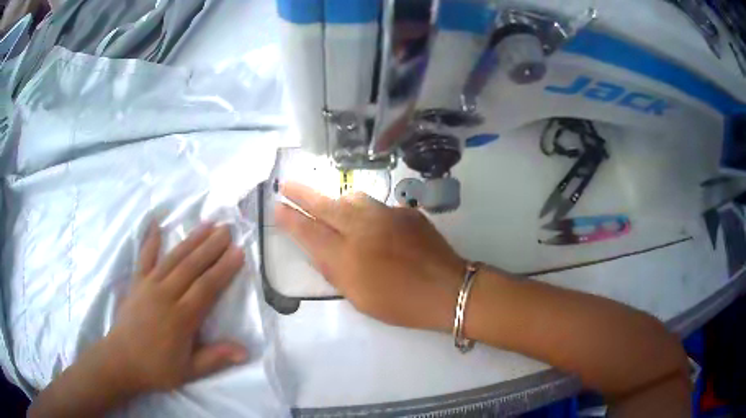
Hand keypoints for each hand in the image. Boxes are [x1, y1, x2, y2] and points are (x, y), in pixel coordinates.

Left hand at [101, 222, 246, 392]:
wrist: (121, 360)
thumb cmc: (157, 368)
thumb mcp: (190, 371)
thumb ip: (216, 358)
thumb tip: (245, 352)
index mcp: (181, 318)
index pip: (206, 287)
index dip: (223, 269)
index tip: (238, 252)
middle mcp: (165, 295)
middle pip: (191, 267)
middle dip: (211, 247)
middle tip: (227, 229)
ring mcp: (149, 285)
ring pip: (173, 258)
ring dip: (191, 240)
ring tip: (207, 224)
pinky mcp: (136, 282)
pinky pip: (144, 258)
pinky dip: (150, 240)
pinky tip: (155, 223)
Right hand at [275, 183, 465, 330]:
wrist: (447, 289)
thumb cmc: (400, 303)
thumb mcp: (359, 297)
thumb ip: (335, 270)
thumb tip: (319, 249)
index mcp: (348, 257)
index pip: (309, 232)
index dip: (290, 219)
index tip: (276, 207)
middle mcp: (363, 229)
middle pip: (325, 205)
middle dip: (302, 193)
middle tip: (287, 185)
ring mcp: (386, 215)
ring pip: (352, 198)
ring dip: (336, 200)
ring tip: (329, 205)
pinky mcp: (406, 211)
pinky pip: (379, 206)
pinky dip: (367, 212)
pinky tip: (373, 225)